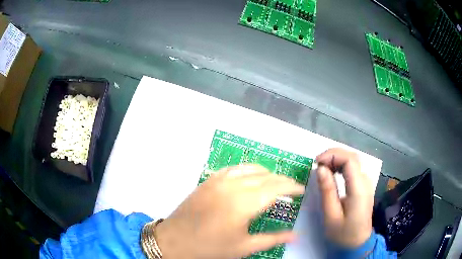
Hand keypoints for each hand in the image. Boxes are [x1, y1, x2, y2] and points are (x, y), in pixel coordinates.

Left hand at [155, 164, 305, 258]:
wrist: (175, 241)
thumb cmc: (211, 248)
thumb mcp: (245, 247)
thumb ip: (274, 239)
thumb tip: (296, 235)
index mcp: (244, 203)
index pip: (277, 187)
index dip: (292, 187)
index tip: (301, 190)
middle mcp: (233, 186)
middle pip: (266, 176)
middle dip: (282, 180)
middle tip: (291, 188)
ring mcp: (219, 180)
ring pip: (250, 168)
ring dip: (266, 173)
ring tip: (274, 183)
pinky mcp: (209, 180)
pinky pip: (233, 168)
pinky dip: (247, 170)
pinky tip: (250, 178)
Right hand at [316, 148, 373, 247]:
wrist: (359, 242)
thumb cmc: (343, 233)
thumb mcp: (331, 216)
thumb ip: (327, 191)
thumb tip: (321, 169)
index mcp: (359, 189)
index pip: (350, 160)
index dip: (332, 155)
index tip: (316, 162)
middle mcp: (365, 181)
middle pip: (352, 156)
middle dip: (333, 154)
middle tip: (317, 163)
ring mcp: (366, 182)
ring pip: (353, 160)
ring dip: (336, 159)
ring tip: (322, 167)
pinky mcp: (363, 185)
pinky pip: (353, 167)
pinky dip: (341, 165)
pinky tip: (332, 171)